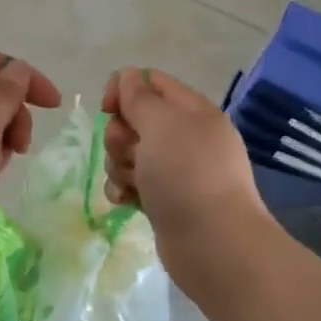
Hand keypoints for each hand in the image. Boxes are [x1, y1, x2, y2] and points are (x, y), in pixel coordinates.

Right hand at [101, 67, 272, 291]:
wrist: (213, 244)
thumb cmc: (186, 175)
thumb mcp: (161, 124)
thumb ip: (139, 97)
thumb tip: (128, 77)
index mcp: (193, 111)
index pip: (151, 82)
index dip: (124, 89)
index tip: (108, 109)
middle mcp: (187, 137)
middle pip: (135, 119)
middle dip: (120, 135)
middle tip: (128, 152)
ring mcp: (177, 171)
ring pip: (131, 154)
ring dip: (119, 165)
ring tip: (131, 183)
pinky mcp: (166, 200)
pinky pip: (135, 183)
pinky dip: (125, 189)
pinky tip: (126, 201)